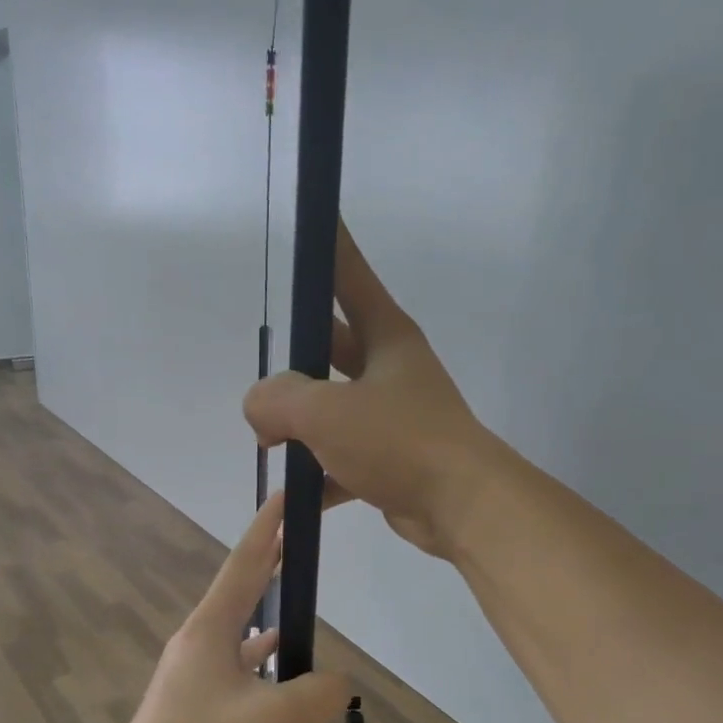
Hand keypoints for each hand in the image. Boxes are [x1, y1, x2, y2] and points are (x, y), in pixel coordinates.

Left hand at [106, 493, 349, 722]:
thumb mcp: (277, 717)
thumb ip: (319, 694)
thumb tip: (339, 683)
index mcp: (212, 627)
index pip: (246, 563)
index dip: (267, 528)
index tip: (282, 497)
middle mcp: (198, 639)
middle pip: (240, 590)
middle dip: (268, 564)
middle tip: (293, 541)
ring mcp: (191, 670)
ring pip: (237, 632)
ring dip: (264, 617)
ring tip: (295, 615)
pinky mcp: (190, 700)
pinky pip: (232, 666)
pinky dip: (257, 663)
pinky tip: (275, 678)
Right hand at [243, 219, 498, 557]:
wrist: (461, 506)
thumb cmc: (398, 441)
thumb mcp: (325, 412)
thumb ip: (277, 400)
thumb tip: (260, 412)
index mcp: (386, 337)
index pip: (348, 275)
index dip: (329, 244)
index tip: (315, 216)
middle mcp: (392, 370)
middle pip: (332, 347)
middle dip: (295, 360)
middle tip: (263, 374)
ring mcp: (394, 416)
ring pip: (335, 408)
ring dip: (301, 424)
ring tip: (267, 440)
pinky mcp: (392, 460)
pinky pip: (343, 460)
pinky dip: (319, 476)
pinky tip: (295, 495)